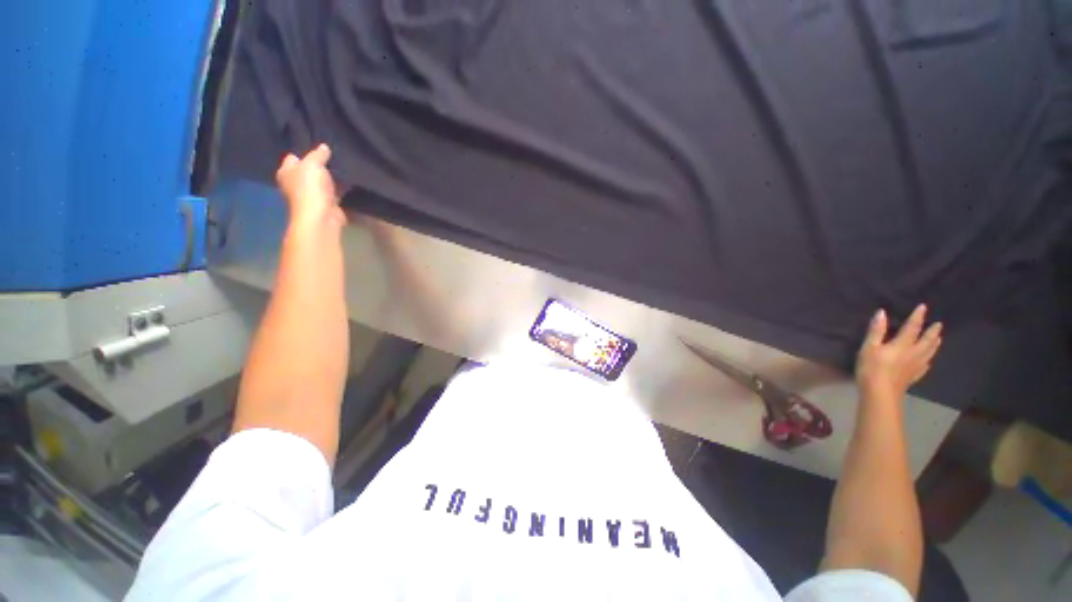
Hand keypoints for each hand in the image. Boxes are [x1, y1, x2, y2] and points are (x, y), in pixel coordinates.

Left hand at [276, 144, 345, 229]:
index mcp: (286, 173)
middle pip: (307, 171)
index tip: (315, 147)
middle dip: (317, 166)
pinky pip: (333, 193)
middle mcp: (296, 184)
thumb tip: (324, 147)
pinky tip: (347, 183)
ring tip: (341, 167)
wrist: (321, 216)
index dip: (302, 153)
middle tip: (331, 157)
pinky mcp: (326, 205)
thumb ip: (318, 155)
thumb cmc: (310, 187)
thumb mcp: (313, 164)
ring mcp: (312, 196)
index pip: (292, 159)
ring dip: (329, 178)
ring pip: (321, 182)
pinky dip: (339, 190)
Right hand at [856, 304, 941, 399]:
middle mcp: (914, 354)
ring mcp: (916, 366)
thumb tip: (881, 312)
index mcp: (903, 345)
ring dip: (934, 344)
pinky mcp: (913, 376)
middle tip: (939, 324)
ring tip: (939, 339)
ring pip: (929, 353)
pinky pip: (925, 365)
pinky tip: (928, 361)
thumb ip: (876, 331)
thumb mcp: (869, 347)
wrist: (880, 393)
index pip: (912, 328)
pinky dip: (928, 359)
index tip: (924, 307)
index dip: (918, 317)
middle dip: (932, 332)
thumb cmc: (872, 368)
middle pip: (926, 341)